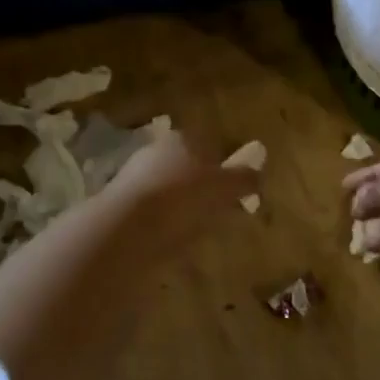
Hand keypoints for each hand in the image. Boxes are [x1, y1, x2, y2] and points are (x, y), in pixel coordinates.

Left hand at [100, 130, 256, 254]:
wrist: (126, 228)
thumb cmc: (182, 198)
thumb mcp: (224, 188)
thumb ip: (244, 179)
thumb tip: (258, 174)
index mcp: (183, 139)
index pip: (210, 145)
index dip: (225, 167)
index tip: (236, 191)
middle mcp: (157, 151)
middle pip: (188, 167)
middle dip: (202, 187)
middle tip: (219, 213)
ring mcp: (134, 176)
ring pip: (168, 189)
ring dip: (181, 206)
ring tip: (196, 232)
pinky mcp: (120, 204)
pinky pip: (152, 211)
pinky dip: (163, 223)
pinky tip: (170, 241)